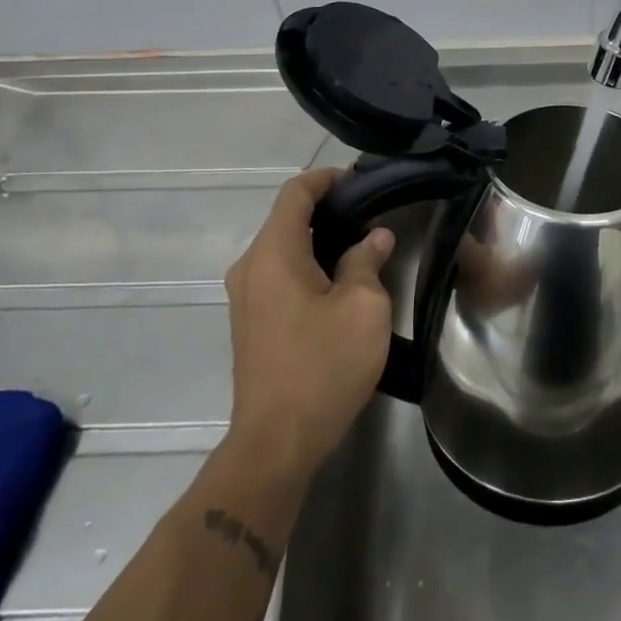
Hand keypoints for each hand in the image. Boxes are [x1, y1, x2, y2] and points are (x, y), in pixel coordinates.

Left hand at [223, 169, 394, 478]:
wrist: (277, 442)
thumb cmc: (323, 365)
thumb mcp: (362, 307)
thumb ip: (367, 261)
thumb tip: (374, 237)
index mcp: (273, 254)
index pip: (295, 193)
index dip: (327, 178)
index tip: (361, 180)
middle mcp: (250, 267)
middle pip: (287, 219)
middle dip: (328, 209)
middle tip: (373, 212)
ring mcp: (246, 297)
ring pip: (284, 248)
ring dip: (320, 239)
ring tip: (364, 243)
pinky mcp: (251, 322)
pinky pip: (280, 274)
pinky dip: (309, 263)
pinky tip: (340, 279)